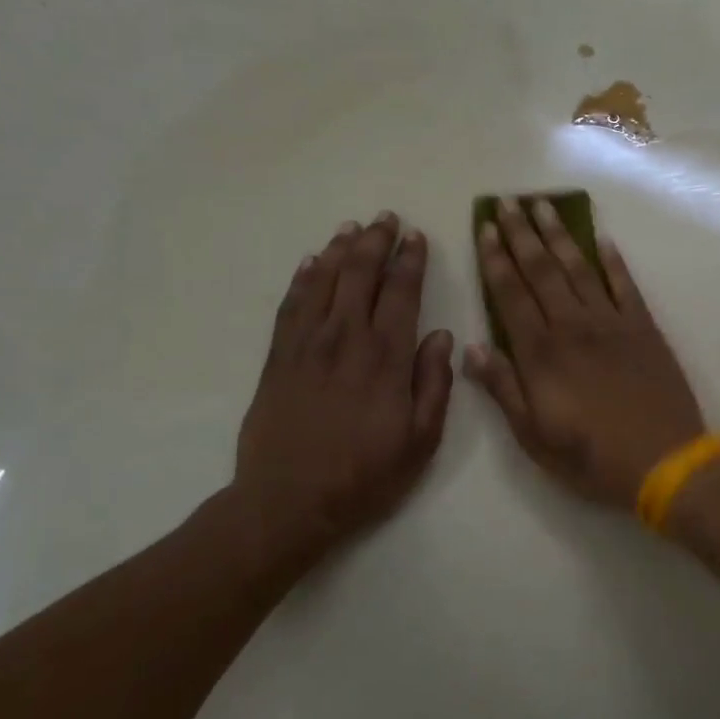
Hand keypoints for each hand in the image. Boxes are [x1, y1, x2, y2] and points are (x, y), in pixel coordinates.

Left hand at [228, 213, 453, 570]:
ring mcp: (307, 345)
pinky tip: (310, 262)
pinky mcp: (278, 358)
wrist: (289, 500)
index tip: (416, 237)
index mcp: (386, 358)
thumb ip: (434, 385)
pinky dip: (303, 278)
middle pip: (360, 275)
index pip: (401, 293)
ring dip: (339, 250)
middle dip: (375, 242)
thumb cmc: (365, 474)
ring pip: (323, 281)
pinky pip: (291, 305)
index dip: (410, 261)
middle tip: (386, 218)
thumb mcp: (420, 440)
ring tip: (351, 228)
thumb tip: (441, 337)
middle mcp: (346, 339)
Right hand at [465, 198, 704, 508]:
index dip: (496, 259)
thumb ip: (503, 389)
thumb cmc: (591, 457)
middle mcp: (573, 327)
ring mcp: (612, 323)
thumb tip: (471, 348)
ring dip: (560, 236)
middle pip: (542, 271)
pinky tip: (602, 240)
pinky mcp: (644, 328)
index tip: (486, 228)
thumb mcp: (534, 436)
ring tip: (545, 206)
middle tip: (509, 202)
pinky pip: (625, 285)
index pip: (510, 294)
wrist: (664, 461)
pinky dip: (613, 261)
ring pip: (580, 268)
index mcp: (541, 354)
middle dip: (522, 234)